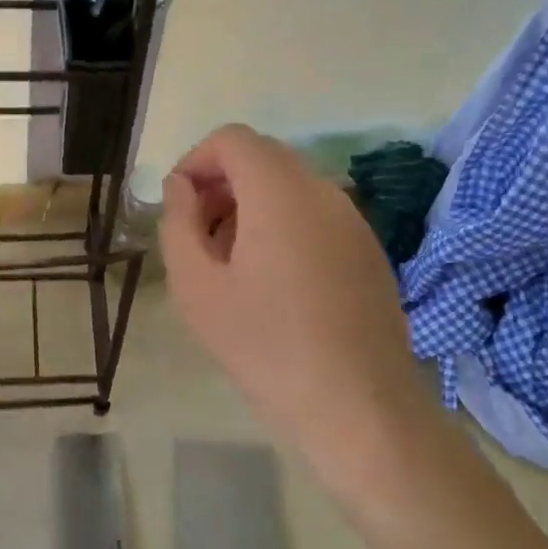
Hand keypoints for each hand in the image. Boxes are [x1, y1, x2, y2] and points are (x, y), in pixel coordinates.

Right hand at [160, 125, 423, 489]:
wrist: (360, 410)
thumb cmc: (266, 346)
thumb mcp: (196, 286)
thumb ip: (178, 222)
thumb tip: (181, 187)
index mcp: (279, 191)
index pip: (232, 139)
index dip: (196, 160)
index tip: (179, 204)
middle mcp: (322, 190)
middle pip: (262, 157)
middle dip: (221, 183)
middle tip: (199, 236)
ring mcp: (353, 219)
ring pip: (290, 185)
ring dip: (251, 205)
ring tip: (232, 263)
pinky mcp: (369, 249)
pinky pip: (316, 214)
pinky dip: (284, 224)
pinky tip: (275, 282)